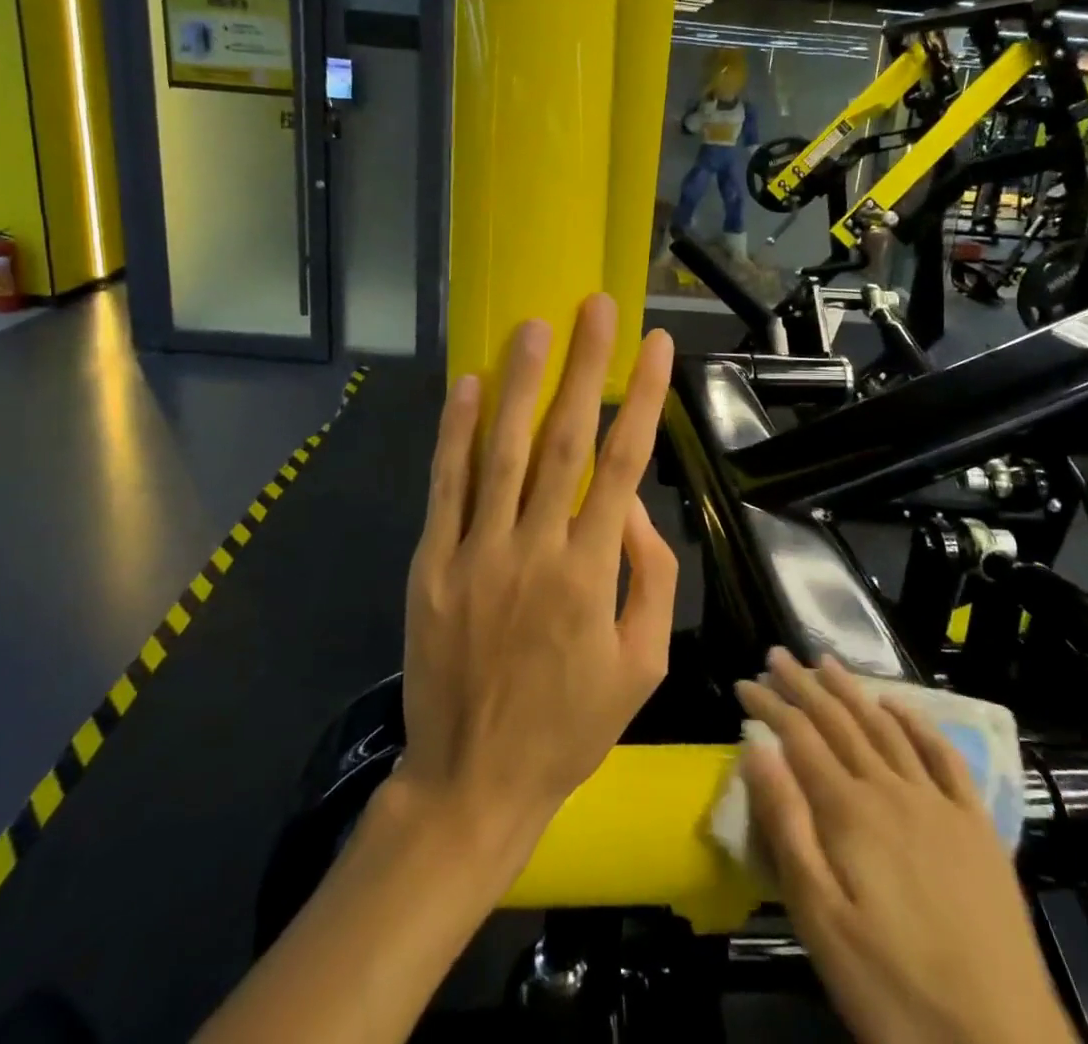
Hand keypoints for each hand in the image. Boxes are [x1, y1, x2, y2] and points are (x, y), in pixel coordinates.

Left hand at [393, 294, 678, 862]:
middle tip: (596, 307)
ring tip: (534, 327)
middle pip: (566, 439)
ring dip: (521, 383)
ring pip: (502, 451)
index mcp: (591, 572)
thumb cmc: (569, 726)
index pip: (625, 463)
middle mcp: (535, 548)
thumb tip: (633, 509)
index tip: (656, 346)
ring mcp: (476, 552)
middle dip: (586, 366)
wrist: (472, 781)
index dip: (644, 398)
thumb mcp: (643, 665)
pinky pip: (445, 487)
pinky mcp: (431, 564)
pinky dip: (455, 433)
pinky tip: (466, 386)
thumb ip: (650, 580)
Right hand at [737, 651, 1076, 1043]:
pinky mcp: (977, 825)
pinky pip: (944, 755)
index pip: (799, 737)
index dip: (769, 705)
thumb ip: (786, 827)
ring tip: (827, 662)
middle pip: (839, 721)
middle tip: (777, 654)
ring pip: (886, 727)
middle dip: (803, 684)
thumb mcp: (819, 920)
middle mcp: (891, 789)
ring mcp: (938, 803)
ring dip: (852, 689)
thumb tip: (755, 749)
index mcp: (849, 812)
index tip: (744, 682)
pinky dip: (917, 721)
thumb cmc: (894, 989)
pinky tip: (899, 705)